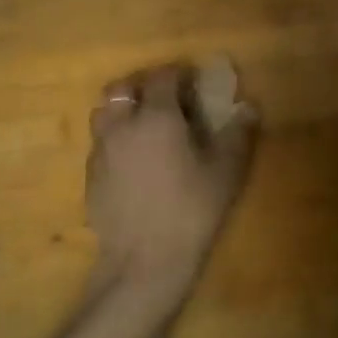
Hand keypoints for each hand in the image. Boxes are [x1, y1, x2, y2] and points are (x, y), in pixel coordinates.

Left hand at [87, 64, 256, 295]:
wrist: (143, 263)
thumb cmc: (191, 211)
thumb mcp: (226, 172)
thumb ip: (237, 134)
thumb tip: (247, 107)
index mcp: (157, 117)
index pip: (162, 77)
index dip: (178, 74)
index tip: (193, 83)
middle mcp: (122, 126)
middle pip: (121, 89)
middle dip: (142, 86)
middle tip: (165, 100)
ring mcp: (101, 152)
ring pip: (103, 113)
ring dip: (122, 110)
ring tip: (144, 127)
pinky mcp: (90, 177)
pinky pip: (99, 143)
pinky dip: (114, 139)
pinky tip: (133, 162)